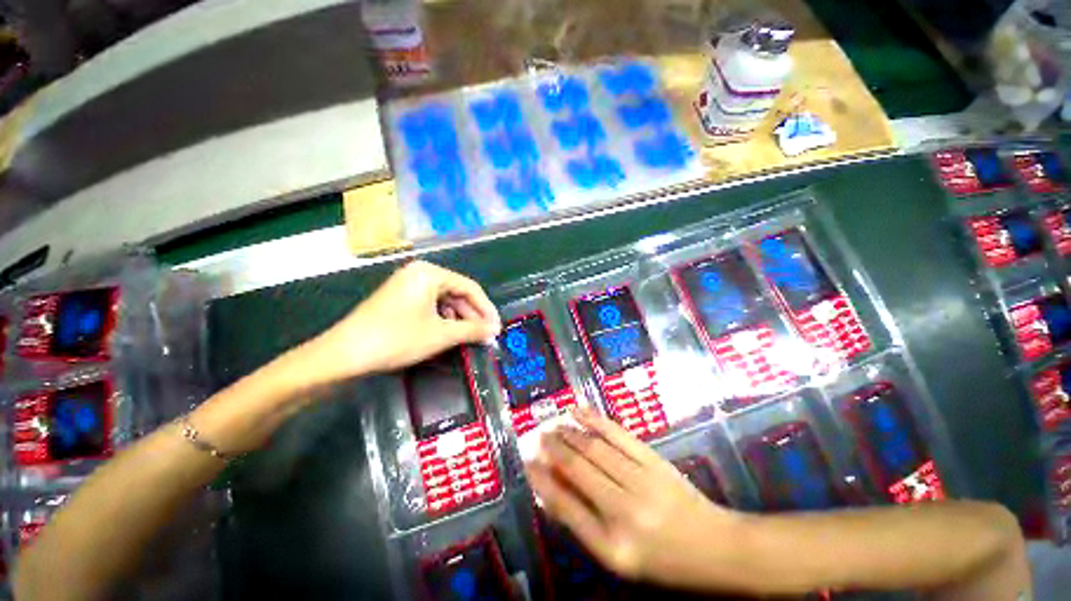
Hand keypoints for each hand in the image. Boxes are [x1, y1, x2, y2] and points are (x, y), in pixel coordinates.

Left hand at [306, 261, 500, 380]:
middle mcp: (420, 273)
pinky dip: (443, 320)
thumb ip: (473, 330)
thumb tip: (494, 331)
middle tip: (486, 336)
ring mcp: (408, 285)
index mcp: (430, 273)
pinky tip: (449, 335)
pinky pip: (431, 306)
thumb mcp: (441, 334)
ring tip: (470, 338)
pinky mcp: (400, 299)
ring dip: (460, 320)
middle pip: (457, 293)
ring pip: (445, 301)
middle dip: (473, 316)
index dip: (486, 309)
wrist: (344, 355)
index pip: (470, 287)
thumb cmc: (397, 338)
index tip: (497, 328)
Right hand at [526, 408, 741, 587]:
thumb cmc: (664, 560)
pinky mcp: (653, 460)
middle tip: (537, 437)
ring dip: (568, 433)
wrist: (715, 546)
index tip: (527, 463)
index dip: (542, 481)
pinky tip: (577, 410)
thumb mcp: (620, 558)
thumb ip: (584, 524)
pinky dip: (593, 419)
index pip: (565, 507)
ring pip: (594, 448)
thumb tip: (552, 491)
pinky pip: (617, 434)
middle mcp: (624, 512)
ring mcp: (641, 481)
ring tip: (552, 425)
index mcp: (613, 546)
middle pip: (577, 470)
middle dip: (552, 449)